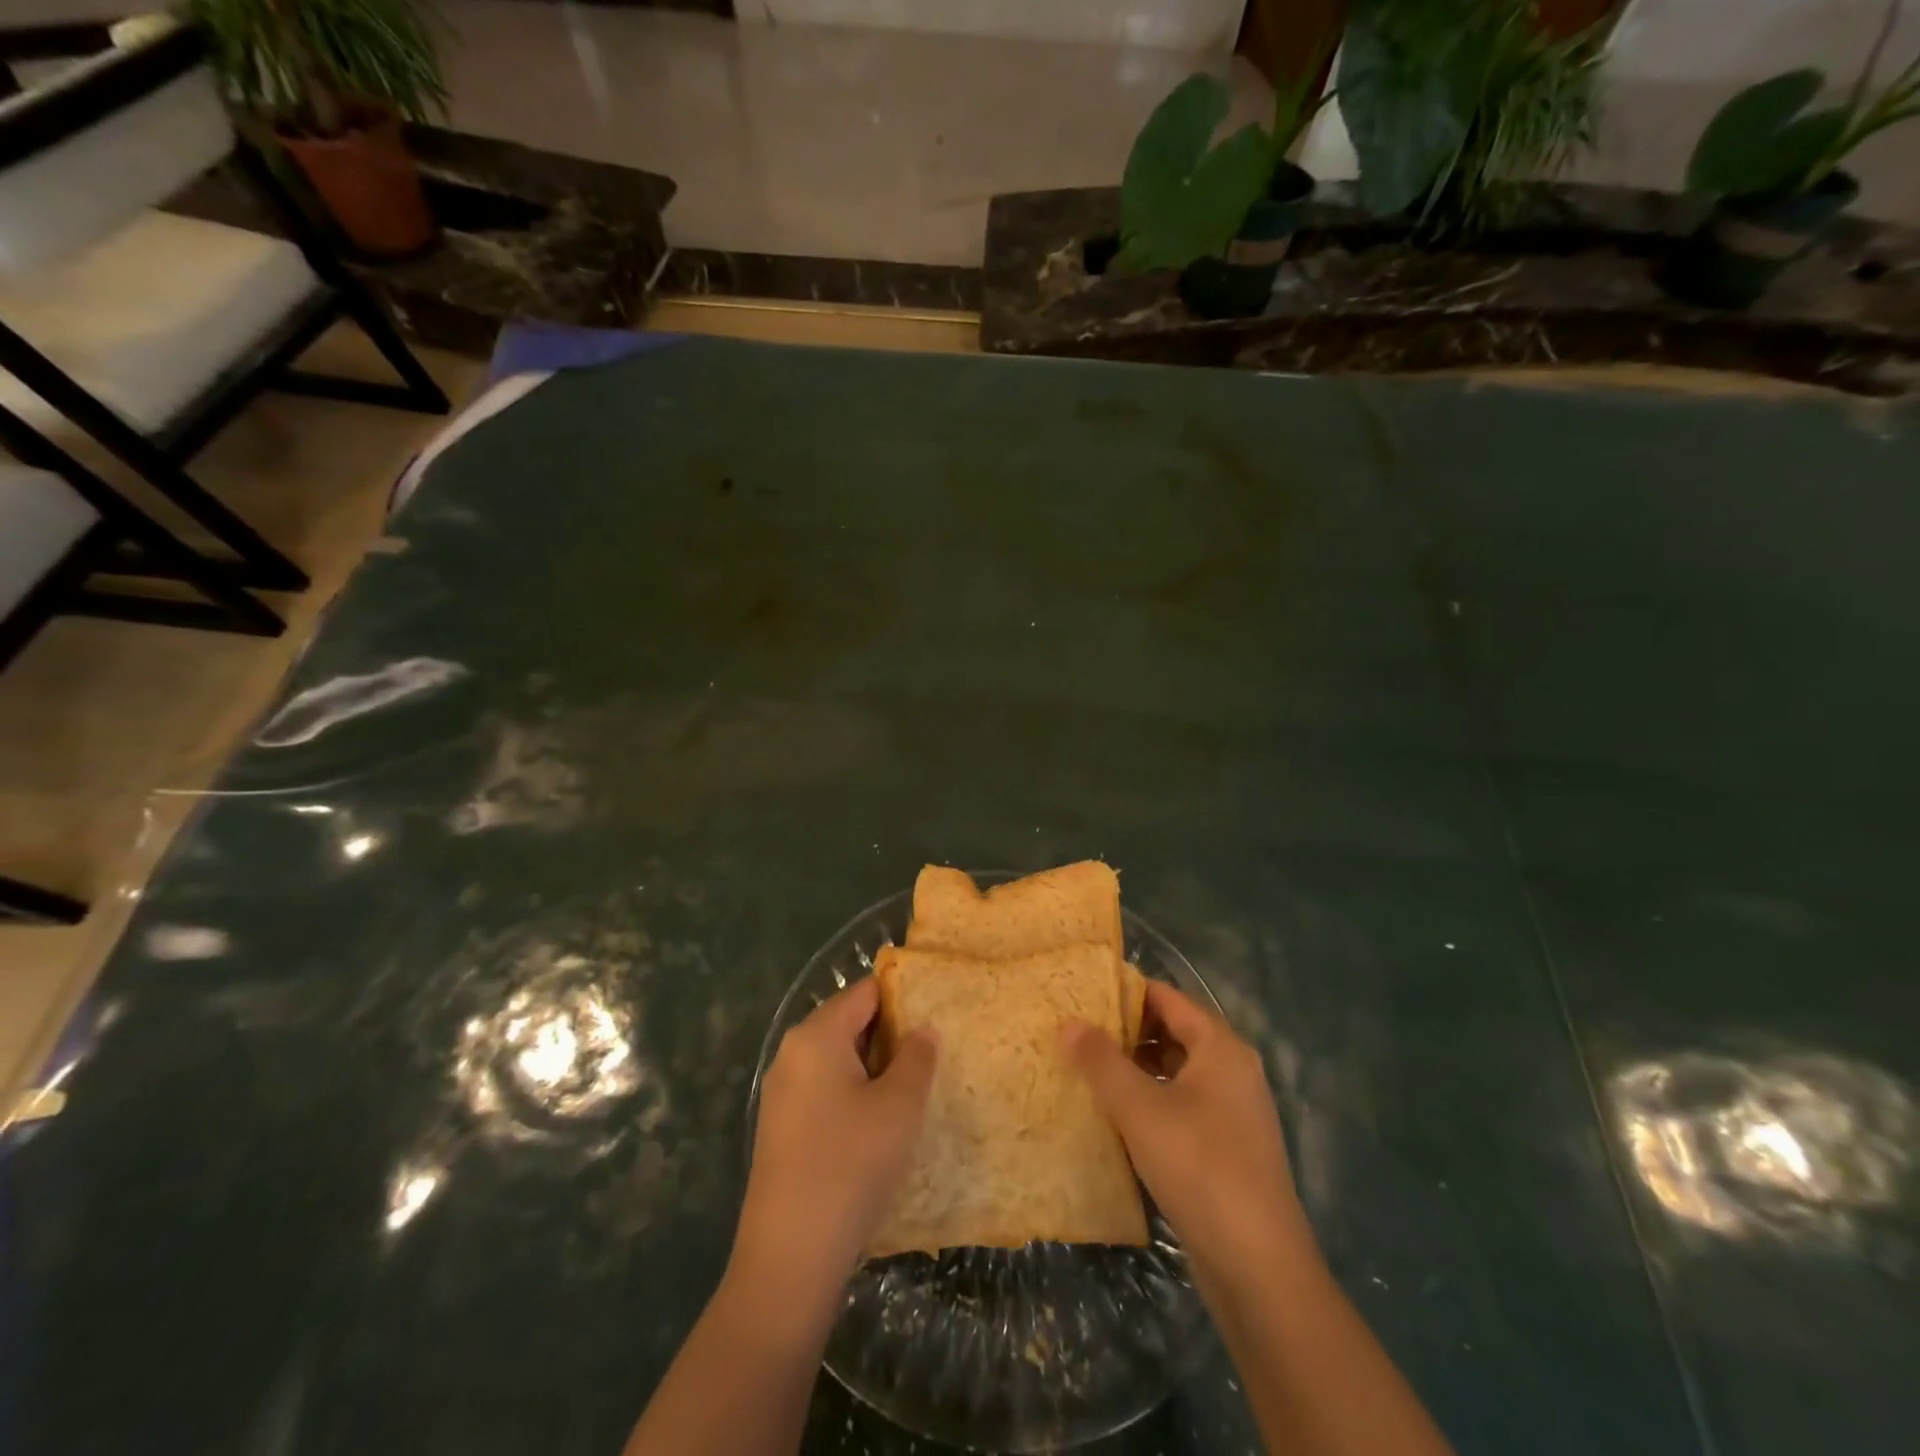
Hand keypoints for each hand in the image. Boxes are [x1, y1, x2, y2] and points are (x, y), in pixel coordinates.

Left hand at [733, 977, 936, 1305]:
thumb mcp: (899, 1106)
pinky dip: (854, 1094)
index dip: (903, 996)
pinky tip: (880, 1124)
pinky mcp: (782, 1129)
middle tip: (933, 1052)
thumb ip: (917, 1057)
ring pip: (838, 1060)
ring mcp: (782, 1093)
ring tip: (915, 1087)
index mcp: (816, 1036)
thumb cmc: (851, 1165)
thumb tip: (922, 1029)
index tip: (938, 1010)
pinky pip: (825, 1091)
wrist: (790, 1257)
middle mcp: (792, 1053)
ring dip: (875, 1068)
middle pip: (849, 1022)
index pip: (865, 991)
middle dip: (891, 1034)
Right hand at [1064, 981, 1311, 1283]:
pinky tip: (1118, 1115)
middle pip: (1174, 1031)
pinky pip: (1184, 1103)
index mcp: (1221, 1047)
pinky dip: (1152, 1098)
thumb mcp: (1140, 1108)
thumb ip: (1101, 1061)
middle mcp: (1233, 1069)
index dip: (1126, 992)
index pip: (1168, 997)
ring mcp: (1234, 1110)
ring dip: (1137, 1066)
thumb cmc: (1199, 1167)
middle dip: (1127, 1030)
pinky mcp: (1229, 1146)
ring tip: (1089, 1069)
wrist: (1259, 1266)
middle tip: (1078, 1031)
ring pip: (1178, 1070)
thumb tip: (1069, 1022)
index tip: (1083, 995)